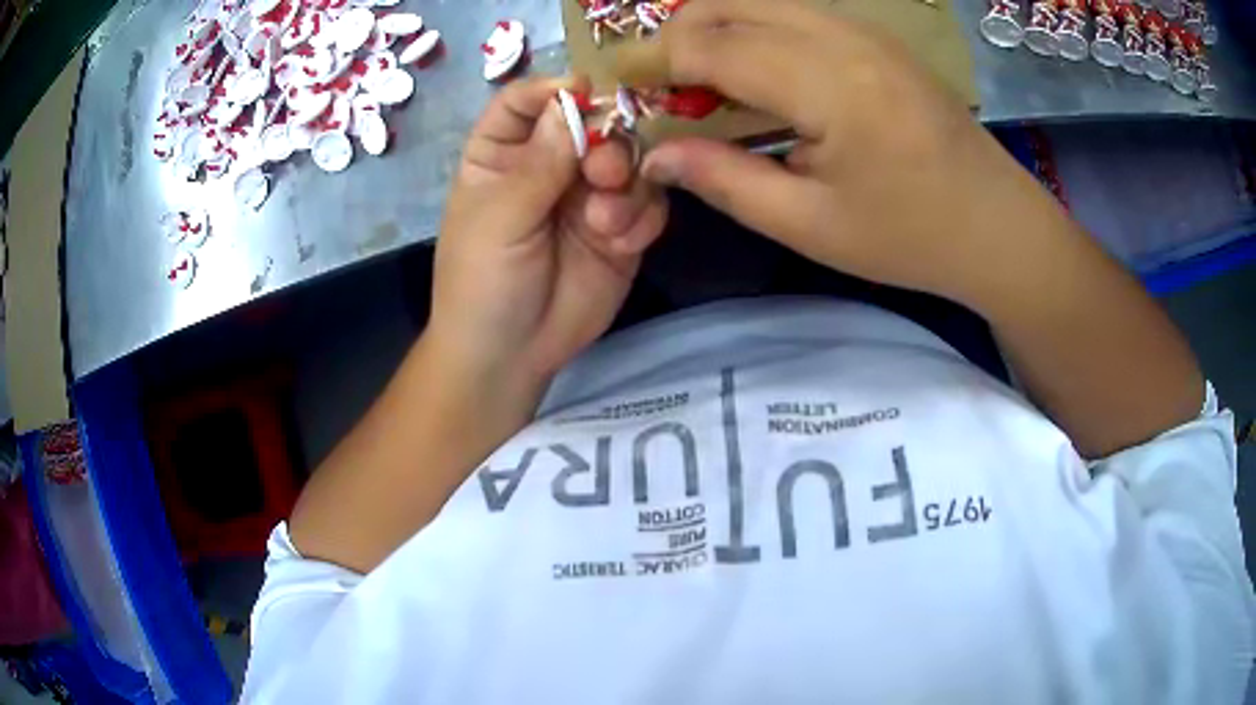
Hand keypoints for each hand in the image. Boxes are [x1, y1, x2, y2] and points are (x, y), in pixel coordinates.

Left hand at [429, 76, 667, 401]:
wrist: (510, 355)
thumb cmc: (482, 282)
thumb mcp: (499, 219)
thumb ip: (539, 162)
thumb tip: (569, 102)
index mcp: (503, 154)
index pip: (526, 102)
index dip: (553, 90)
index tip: (584, 91)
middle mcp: (549, 166)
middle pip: (590, 124)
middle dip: (605, 141)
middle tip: (603, 172)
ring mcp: (588, 196)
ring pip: (629, 160)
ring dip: (626, 185)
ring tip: (604, 222)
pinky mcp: (621, 230)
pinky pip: (648, 203)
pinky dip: (640, 217)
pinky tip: (618, 243)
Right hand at [636, 0, 1079, 306]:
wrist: (999, 225)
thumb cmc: (912, 237)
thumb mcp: (810, 224)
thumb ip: (724, 180)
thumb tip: (654, 156)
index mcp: (827, 82)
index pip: (709, 46)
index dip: (650, 61)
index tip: (615, 84)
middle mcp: (841, 35)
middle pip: (727, 4)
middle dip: (675, 36)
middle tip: (658, 88)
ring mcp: (863, 29)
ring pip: (758, 1)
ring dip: (713, 30)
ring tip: (699, 85)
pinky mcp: (875, 37)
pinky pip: (792, 13)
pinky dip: (753, 32)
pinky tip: (753, 77)